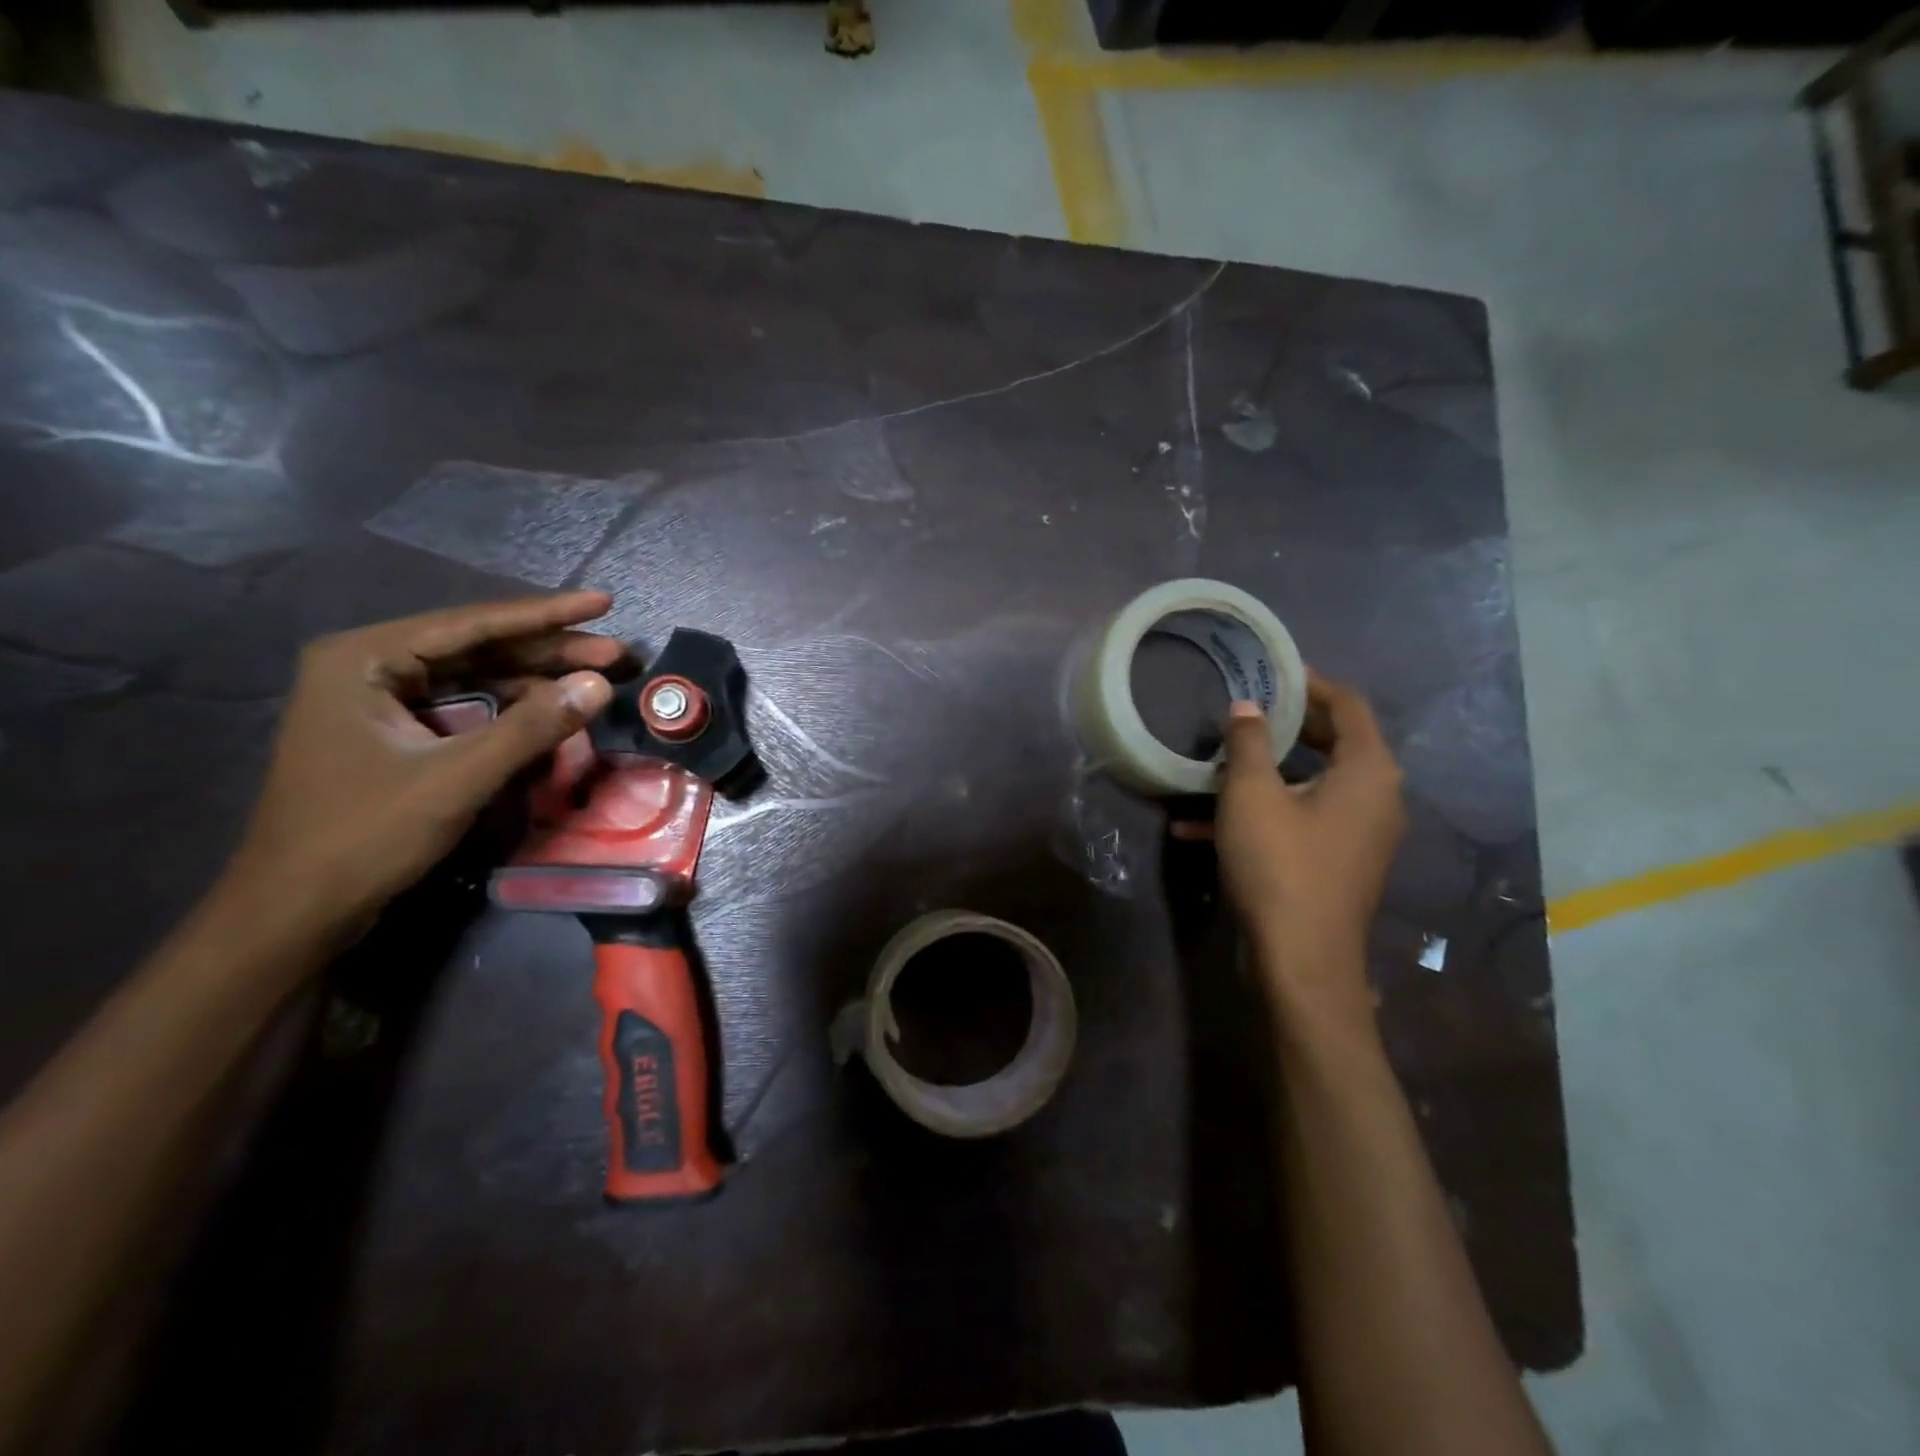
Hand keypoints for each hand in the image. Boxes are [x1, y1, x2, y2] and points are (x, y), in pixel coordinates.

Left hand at [224, 591, 621, 940]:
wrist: (296, 910)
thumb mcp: (458, 778)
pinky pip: (467, 707)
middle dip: (551, 652)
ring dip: (538, 682)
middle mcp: (371, 666)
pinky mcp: (395, 732)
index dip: (547, 615)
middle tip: (618, 654)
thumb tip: (600, 683)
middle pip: (479, 648)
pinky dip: (513, 712)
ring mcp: (381, 701)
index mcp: (365, 659)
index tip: (604, 603)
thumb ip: (532, 727)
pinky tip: (553, 714)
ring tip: (597, 682)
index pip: (473, 625)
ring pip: (477, 677)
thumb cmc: (365, 836)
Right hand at [1213, 673, 1405, 1014]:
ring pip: (1310, 785)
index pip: (1348, 705)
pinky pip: (1301, 820)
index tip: (1272, 672)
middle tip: (1242, 712)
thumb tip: (1246, 708)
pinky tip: (1200, 825)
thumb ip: (1247, 744)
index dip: (1311, 684)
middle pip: (1333, 743)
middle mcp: (1375, 798)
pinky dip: (1262, 813)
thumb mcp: (1252, 795)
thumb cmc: (1280, 865)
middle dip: (1283, 727)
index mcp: (1368, 771)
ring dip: (1264, 773)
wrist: (1301, 960)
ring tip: (1215, 764)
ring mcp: (1358, 834)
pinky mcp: (1337, 862)